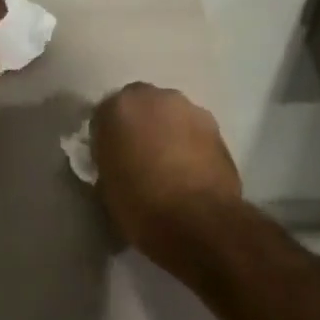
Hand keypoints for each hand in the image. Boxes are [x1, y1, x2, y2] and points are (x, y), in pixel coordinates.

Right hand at [91, 83, 241, 250]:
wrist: (199, 221)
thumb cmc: (140, 205)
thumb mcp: (106, 185)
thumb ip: (108, 159)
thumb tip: (116, 159)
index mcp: (117, 107)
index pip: (104, 115)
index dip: (107, 137)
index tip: (110, 158)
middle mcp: (153, 97)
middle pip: (140, 106)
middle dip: (139, 126)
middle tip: (139, 156)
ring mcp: (188, 108)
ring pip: (169, 115)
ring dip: (166, 132)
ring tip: (168, 165)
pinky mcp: (216, 126)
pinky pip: (193, 130)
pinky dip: (189, 143)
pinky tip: (190, 170)